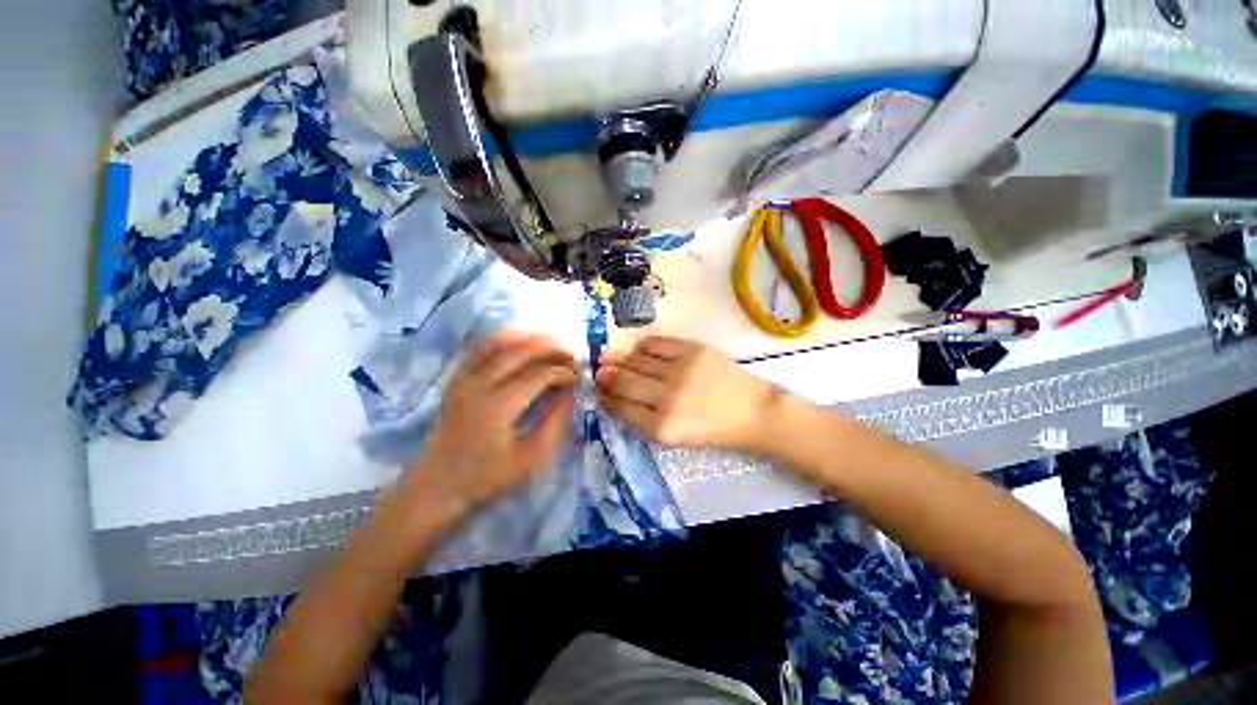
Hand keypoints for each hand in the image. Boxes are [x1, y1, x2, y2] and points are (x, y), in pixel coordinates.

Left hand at [396, 332, 577, 529]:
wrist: (436, 487)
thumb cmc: (487, 477)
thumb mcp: (530, 459)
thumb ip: (555, 423)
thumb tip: (570, 394)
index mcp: (498, 406)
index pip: (538, 375)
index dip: (562, 372)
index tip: (578, 377)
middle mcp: (478, 385)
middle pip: (519, 351)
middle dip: (550, 347)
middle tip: (571, 352)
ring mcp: (463, 379)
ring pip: (497, 342)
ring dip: (528, 337)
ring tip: (551, 340)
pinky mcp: (456, 380)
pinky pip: (480, 348)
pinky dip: (503, 339)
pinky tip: (520, 341)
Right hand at [596, 336, 779, 449]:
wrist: (750, 410)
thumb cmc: (710, 429)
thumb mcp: (674, 438)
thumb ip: (642, 420)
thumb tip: (614, 396)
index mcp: (663, 428)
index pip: (621, 408)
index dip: (605, 398)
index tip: (599, 391)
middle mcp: (669, 398)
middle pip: (624, 381)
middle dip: (606, 376)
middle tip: (600, 372)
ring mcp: (681, 371)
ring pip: (636, 360)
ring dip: (620, 360)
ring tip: (613, 359)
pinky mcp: (692, 350)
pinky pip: (655, 343)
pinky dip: (642, 347)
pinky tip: (639, 352)